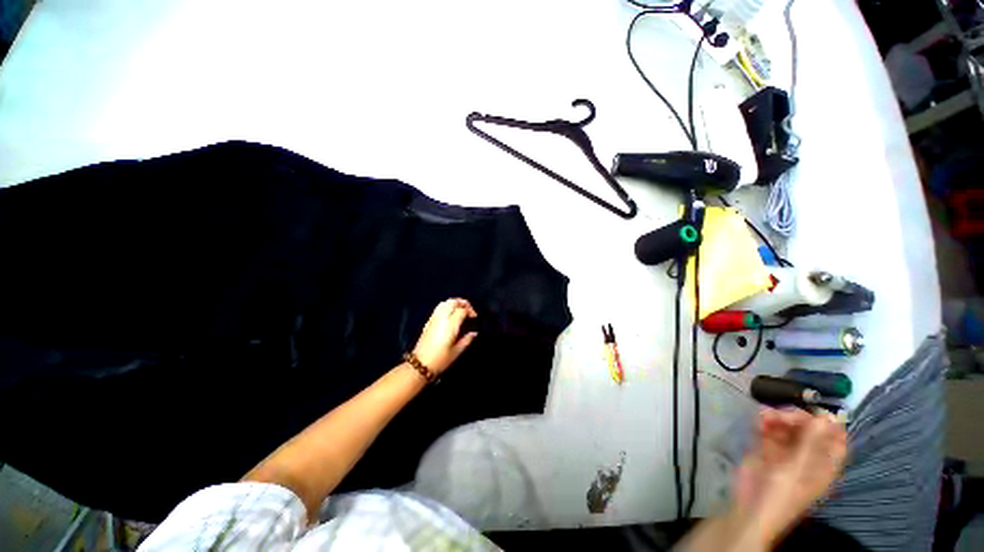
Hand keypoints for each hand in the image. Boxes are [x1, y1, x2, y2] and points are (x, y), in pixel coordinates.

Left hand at [412, 298, 477, 374]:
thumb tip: (474, 333)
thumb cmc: (440, 360)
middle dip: (463, 303)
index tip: (474, 317)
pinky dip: (447, 306)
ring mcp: (434, 319)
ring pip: (445, 303)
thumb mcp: (457, 351)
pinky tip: (451, 313)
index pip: (461, 311)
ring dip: (455, 303)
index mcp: (450, 326)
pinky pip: (439, 308)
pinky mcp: (428, 321)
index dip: (470, 311)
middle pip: (452, 302)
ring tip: (461, 309)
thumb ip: (467, 339)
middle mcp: (441, 319)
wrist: (420, 365)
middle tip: (469, 310)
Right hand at [734, 408, 847, 544]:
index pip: (836, 439)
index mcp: (825, 464)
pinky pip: (770, 430)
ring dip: (779, 418)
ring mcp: (787, 453)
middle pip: (810, 430)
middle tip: (783, 413)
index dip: (830, 423)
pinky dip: (766, 422)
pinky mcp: (767, 449)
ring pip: (788, 428)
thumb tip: (827, 415)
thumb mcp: (799, 468)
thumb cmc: (783, 491)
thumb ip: (812, 441)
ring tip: (765, 415)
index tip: (816, 407)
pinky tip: (760, 418)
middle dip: (798, 417)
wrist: (751, 505)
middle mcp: (809, 456)